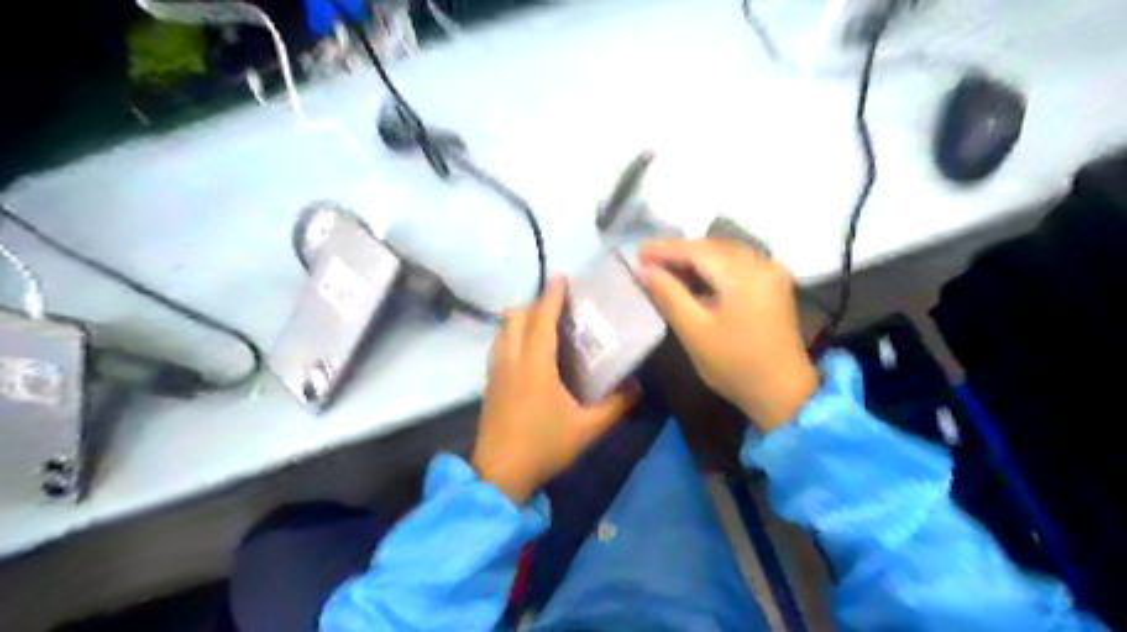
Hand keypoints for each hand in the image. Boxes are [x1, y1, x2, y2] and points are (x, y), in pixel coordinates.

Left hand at [469, 277, 642, 502]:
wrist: (500, 474)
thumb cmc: (544, 446)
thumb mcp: (587, 429)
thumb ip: (615, 406)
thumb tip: (637, 386)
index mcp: (535, 365)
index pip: (541, 319)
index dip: (551, 296)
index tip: (561, 277)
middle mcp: (511, 360)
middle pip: (515, 317)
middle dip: (534, 305)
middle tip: (557, 308)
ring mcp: (496, 372)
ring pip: (502, 331)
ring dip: (520, 319)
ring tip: (542, 325)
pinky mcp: (489, 384)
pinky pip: (498, 346)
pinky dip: (511, 336)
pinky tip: (526, 352)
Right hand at [637, 238, 816, 431]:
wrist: (782, 391)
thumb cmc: (734, 364)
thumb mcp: (694, 331)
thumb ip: (668, 295)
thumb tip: (643, 270)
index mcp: (744, 274)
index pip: (697, 250)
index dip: (665, 248)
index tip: (637, 251)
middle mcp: (761, 263)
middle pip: (712, 246)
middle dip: (678, 251)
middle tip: (647, 260)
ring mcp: (771, 271)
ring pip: (725, 252)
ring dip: (694, 257)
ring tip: (664, 267)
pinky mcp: (773, 283)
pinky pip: (737, 263)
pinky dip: (712, 266)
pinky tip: (693, 276)